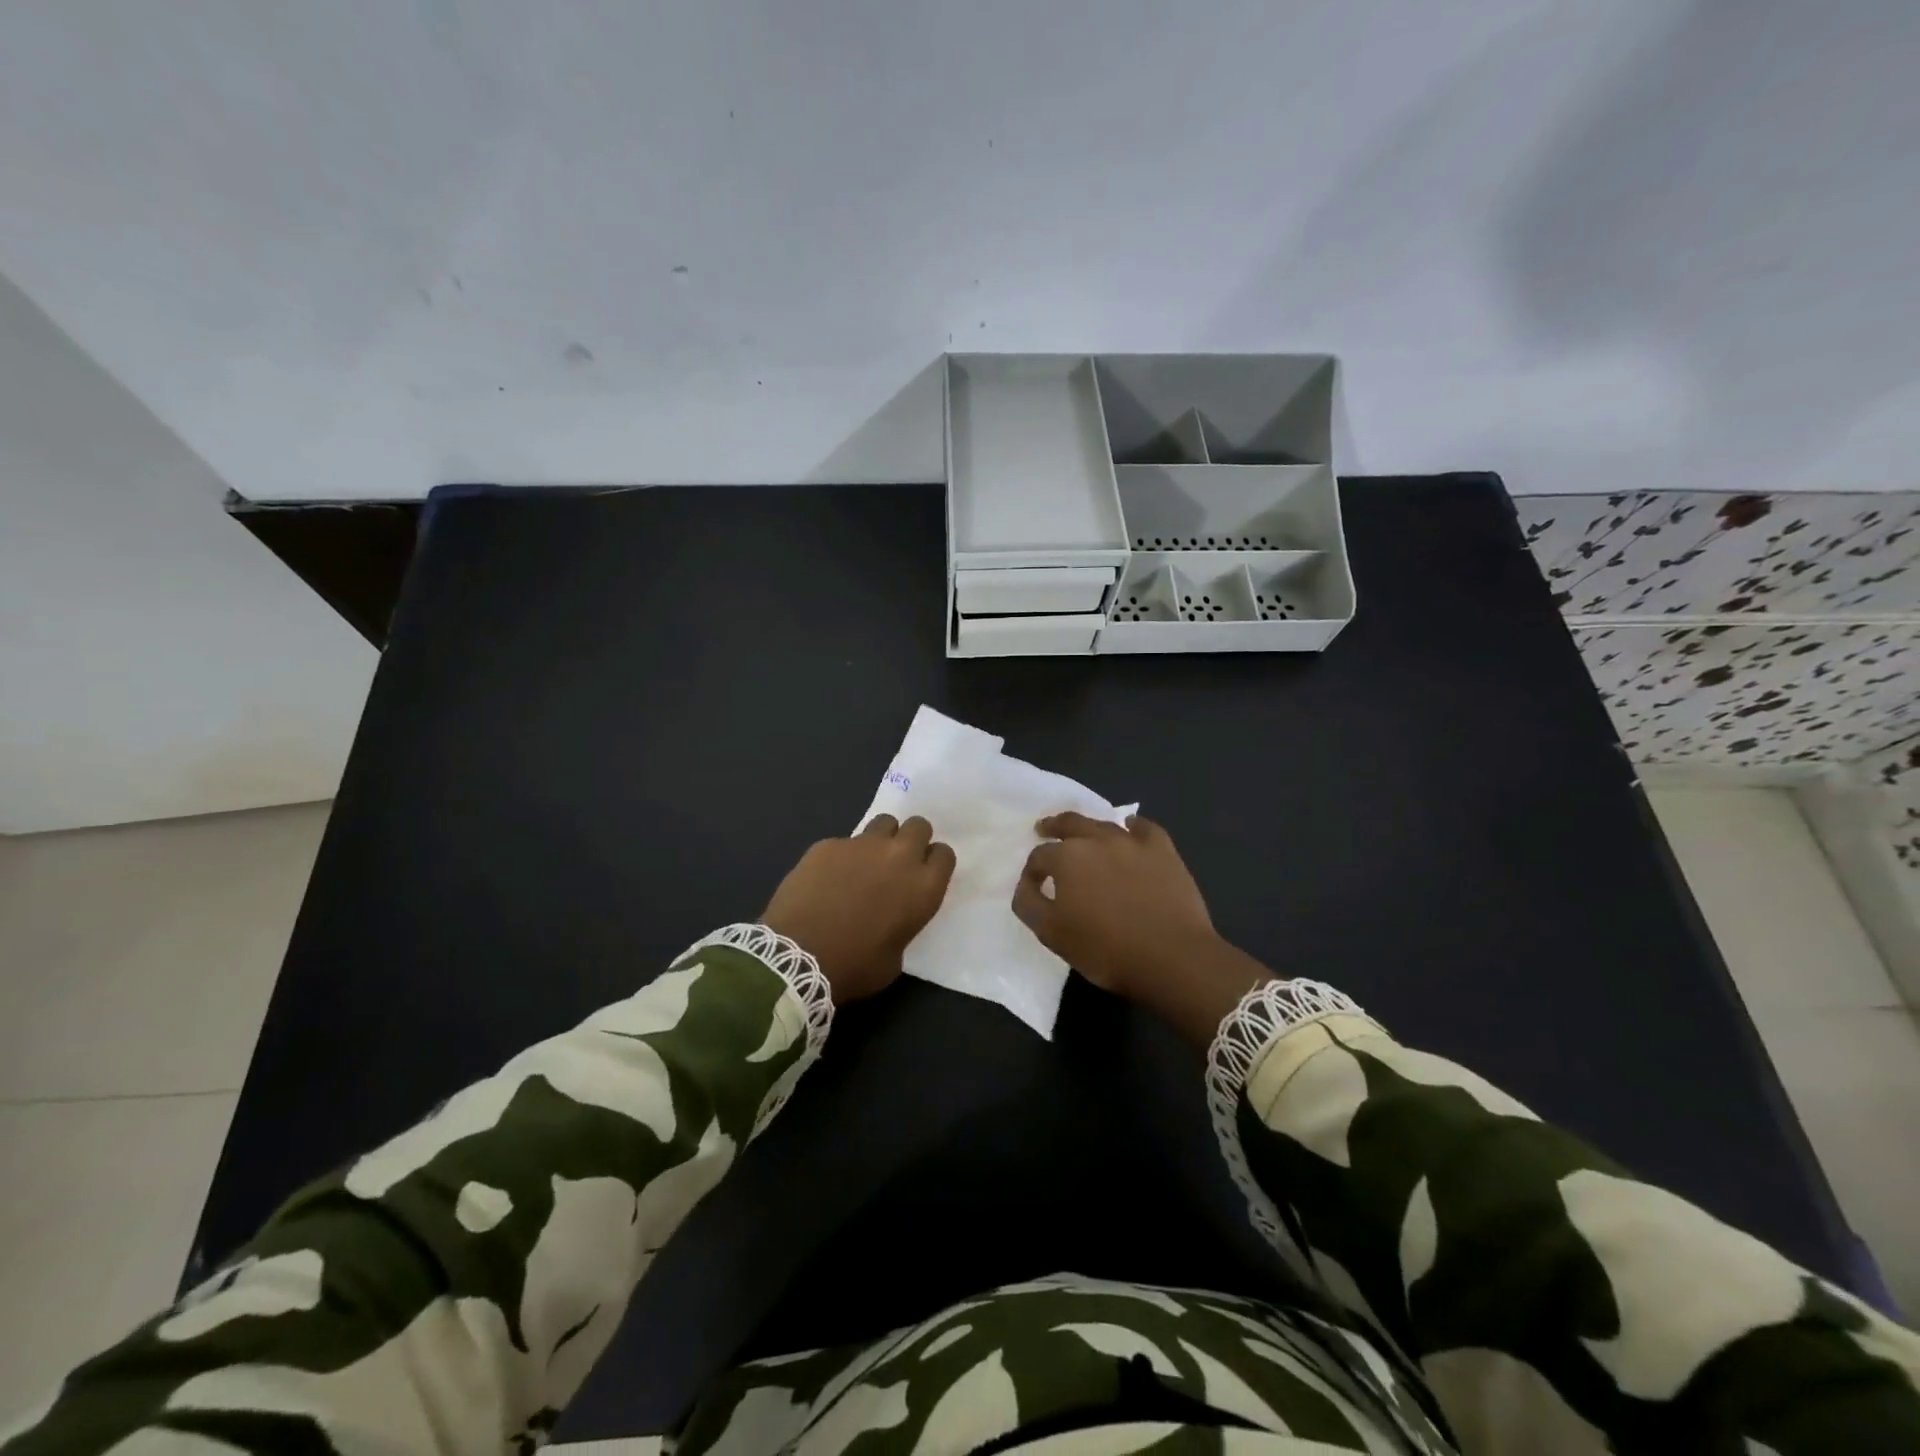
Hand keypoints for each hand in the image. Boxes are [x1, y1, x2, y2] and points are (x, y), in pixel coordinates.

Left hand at [762, 815, 955, 1002]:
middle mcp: (899, 857)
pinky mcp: (829, 844)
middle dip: (912, 838)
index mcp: (923, 887)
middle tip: (897, 861)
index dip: (933, 862)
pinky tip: (826, 878)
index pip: (944, 854)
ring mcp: (862, 845)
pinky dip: (841, 856)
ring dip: (881, 838)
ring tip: (865, 862)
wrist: (798, 956)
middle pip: (919, 826)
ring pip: (884, 822)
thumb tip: (892, 916)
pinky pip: (844, 842)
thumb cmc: (855, 965)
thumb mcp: (895, 955)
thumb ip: (903, 924)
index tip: (923, 874)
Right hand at [1014, 812, 1269, 1046]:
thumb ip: (1030, 905)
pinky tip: (1131, 829)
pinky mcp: (1163, 851)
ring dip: (1089, 827)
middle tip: (1045, 827)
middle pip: (1070, 824)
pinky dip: (1134, 827)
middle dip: (1054, 826)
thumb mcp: (1052, 935)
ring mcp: (1133, 843)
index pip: (1040, 856)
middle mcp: (1098, 840)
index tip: (1033, 883)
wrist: (1171, 957)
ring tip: (1084, 833)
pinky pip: (1145, 829)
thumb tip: (1025, 885)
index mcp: (1067, 858)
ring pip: (1104, 825)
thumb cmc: (1106, 949)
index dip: (1032, 870)